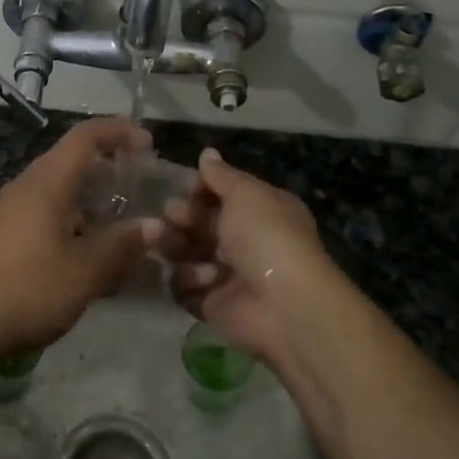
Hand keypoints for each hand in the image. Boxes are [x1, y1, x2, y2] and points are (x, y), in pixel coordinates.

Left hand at [0, 116, 152, 353]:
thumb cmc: (29, 288)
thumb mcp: (86, 271)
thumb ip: (122, 245)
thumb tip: (155, 226)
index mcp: (48, 181)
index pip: (86, 136)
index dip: (119, 131)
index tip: (149, 145)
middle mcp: (27, 184)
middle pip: (72, 159)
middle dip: (109, 167)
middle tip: (142, 187)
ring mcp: (12, 208)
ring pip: (59, 187)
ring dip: (92, 196)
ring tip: (122, 220)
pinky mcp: (4, 230)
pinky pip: (46, 208)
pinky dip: (74, 216)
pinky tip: (88, 247)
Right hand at [153, 148, 359, 357]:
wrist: (283, 304)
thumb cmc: (267, 238)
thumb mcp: (247, 194)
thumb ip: (222, 175)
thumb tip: (207, 153)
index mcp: (257, 211)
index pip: (219, 194)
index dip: (199, 189)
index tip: (185, 187)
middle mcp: (242, 240)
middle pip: (196, 222)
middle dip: (181, 217)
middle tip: (174, 217)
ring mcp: (225, 273)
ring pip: (183, 252)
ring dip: (178, 247)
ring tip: (180, 249)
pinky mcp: (210, 303)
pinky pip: (182, 286)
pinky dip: (187, 281)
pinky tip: (203, 280)